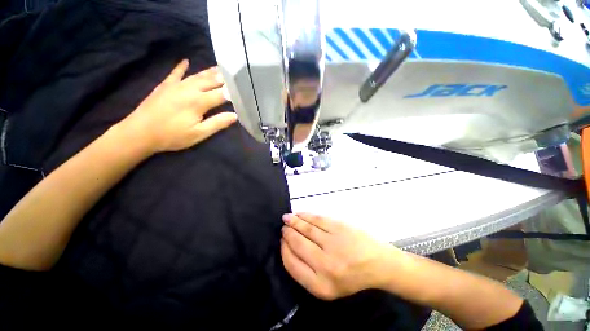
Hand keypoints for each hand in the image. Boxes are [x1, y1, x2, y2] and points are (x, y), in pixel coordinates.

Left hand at [117, 59, 236, 153]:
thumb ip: (217, 123)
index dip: (232, 93)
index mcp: (199, 101)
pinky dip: (181, 67)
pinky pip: (175, 73)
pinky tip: (186, 61)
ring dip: (209, 72)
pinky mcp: (165, 86)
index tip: (242, 91)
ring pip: (196, 75)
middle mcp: (189, 89)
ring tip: (219, 68)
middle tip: (234, 75)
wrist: (139, 133)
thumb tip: (234, 115)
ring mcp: (175, 85)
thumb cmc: (172, 136)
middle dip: (223, 79)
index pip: (221, 94)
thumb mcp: (198, 133)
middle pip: (210, 81)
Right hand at [281, 213, 403, 299]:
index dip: (284, 249)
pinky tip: (299, 214)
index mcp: (320, 286)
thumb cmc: (351, 277)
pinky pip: (317, 219)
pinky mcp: (340, 227)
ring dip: (294, 221)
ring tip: (287, 218)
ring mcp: (334, 243)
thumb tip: (288, 246)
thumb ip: (305, 271)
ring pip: (306, 228)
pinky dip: (305, 215)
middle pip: (298, 243)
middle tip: (283, 227)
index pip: (292, 264)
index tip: (282, 241)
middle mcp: (326, 265)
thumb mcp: (327, 286)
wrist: (377, 263)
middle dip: (288, 233)